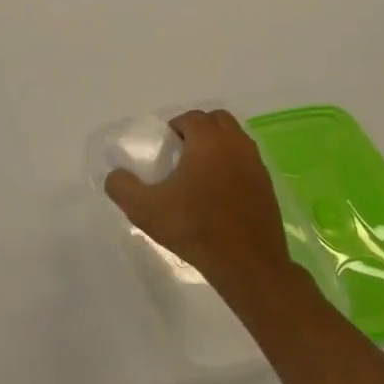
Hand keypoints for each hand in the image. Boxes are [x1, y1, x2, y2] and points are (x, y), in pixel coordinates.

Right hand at [104, 110, 291, 284]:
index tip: (164, 149)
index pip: (191, 117)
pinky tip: (218, 193)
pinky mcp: (268, 186)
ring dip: (217, 146)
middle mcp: (236, 145)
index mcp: (209, 142)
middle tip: (181, 154)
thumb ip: (122, 187)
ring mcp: (256, 165)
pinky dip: (232, 165)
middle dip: (198, 129)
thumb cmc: (195, 229)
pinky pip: (247, 161)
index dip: (174, 127)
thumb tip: (115, 175)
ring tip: (198, 173)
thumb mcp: (145, 210)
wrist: (248, 265)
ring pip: (235, 139)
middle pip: (217, 120)